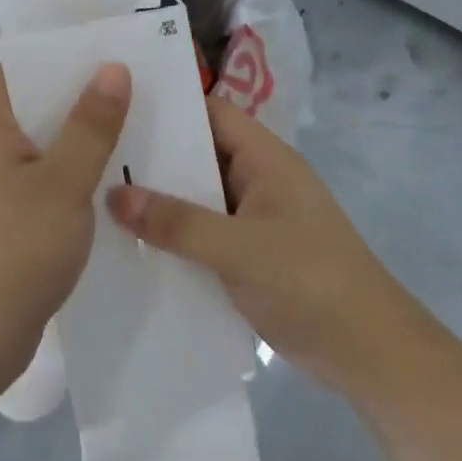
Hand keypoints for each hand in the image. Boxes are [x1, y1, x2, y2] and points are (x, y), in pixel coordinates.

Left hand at [0, 62, 130, 389]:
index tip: (107, 56)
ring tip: (127, 137)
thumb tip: (112, 67)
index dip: (60, 59)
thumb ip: (91, 125)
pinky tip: (100, 191)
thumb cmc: (13, 249)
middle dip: (77, 101)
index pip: (18, 70)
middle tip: (131, 95)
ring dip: (73, 145)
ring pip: (34, 152)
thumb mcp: (64, 182)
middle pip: (30, 110)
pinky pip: (33, 188)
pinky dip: (63, 182)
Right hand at [106, 98, 414, 394]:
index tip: (115, 107)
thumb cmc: (310, 282)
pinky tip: (132, 244)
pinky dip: (174, 235)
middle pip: (200, 155)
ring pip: (199, 197)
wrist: (368, 354)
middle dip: (154, 156)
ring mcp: (255, 219)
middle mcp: (259, 180)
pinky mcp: (250, 255)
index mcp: (266, 159)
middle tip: (93, 155)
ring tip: (98, 196)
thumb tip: (112, 196)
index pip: (212, 113)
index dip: (169, 107)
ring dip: (160, 200)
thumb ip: (177, 223)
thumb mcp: (239, 249)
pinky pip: (204, 233)